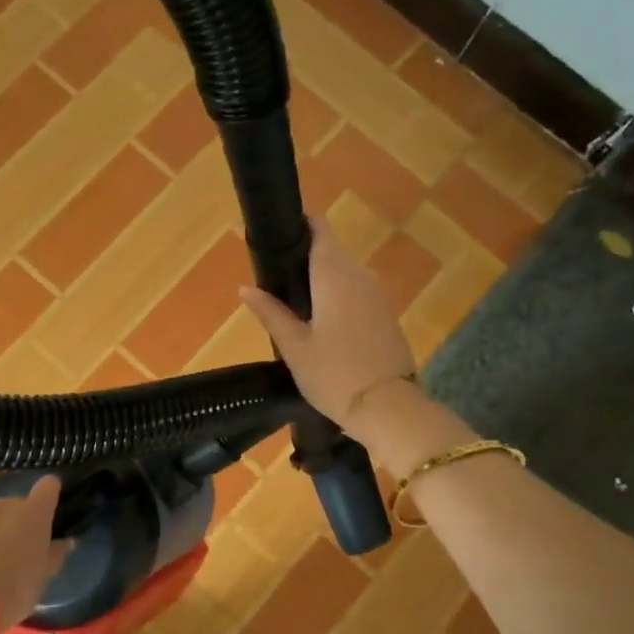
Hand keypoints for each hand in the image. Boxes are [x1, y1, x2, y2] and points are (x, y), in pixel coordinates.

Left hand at [0, 475, 70, 630]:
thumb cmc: (15, 588)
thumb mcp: (44, 576)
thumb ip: (55, 554)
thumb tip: (65, 542)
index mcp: (33, 512)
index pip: (48, 486)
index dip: (51, 495)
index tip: (53, 510)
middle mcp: (5, 506)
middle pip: (19, 505)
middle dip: (22, 522)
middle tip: (25, 549)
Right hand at [239, 217, 417, 428]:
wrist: (388, 408)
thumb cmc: (333, 375)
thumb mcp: (294, 347)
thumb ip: (271, 313)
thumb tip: (245, 288)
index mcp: (334, 275)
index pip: (320, 231)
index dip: (301, 226)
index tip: (278, 235)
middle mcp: (360, 275)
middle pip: (331, 253)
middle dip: (305, 260)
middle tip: (276, 281)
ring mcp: (378, 295)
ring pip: (344, 275)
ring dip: (322, 282)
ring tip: (294, 305)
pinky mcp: (386, 315)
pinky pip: (357, 294)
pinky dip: (338, 299)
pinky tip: (321, 323)